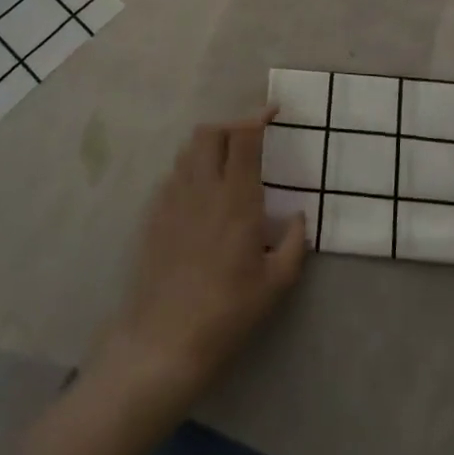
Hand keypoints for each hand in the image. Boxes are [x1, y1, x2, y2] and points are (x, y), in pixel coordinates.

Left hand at [92, 108, 307, 412]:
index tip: (274, 114)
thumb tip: (298, 216)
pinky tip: (202, 194)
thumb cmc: (227, 313)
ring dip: (210, 145)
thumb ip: (295, 244)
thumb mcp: (276, 284)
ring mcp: (173, 199)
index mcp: (236, 199)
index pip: (244, 137)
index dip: (258, 117)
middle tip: (250, 140)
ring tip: (227, 163)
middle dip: (232, 126)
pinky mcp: (154, 215)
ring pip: (189, 149)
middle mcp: (203, 188)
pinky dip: (191, 168)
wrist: (163, 341)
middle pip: (211, 132)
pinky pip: (174, 174)